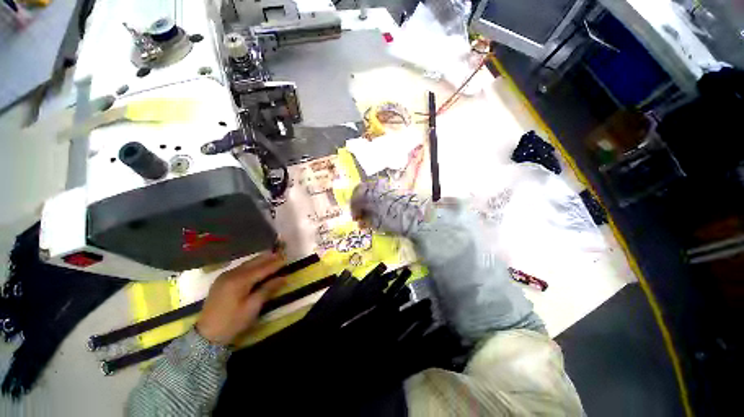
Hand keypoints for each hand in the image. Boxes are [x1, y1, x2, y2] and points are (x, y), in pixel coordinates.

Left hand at [196, 252, 285, 344]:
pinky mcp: (221, 281)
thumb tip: (283, 278)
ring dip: (260, 260)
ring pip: (246, 264)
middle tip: (281, 253)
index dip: (275, 263)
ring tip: (272, 256)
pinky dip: (251, 265)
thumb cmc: (232, 322)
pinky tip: (257, 265)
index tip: (286, 258)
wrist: (206, 336)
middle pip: (253, 262)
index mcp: (239, 281)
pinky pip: (240, 268)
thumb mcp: (253, 307)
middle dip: (268, 258)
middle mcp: (231, 274)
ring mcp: (224, 276)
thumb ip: (268, 289)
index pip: (262, 268)